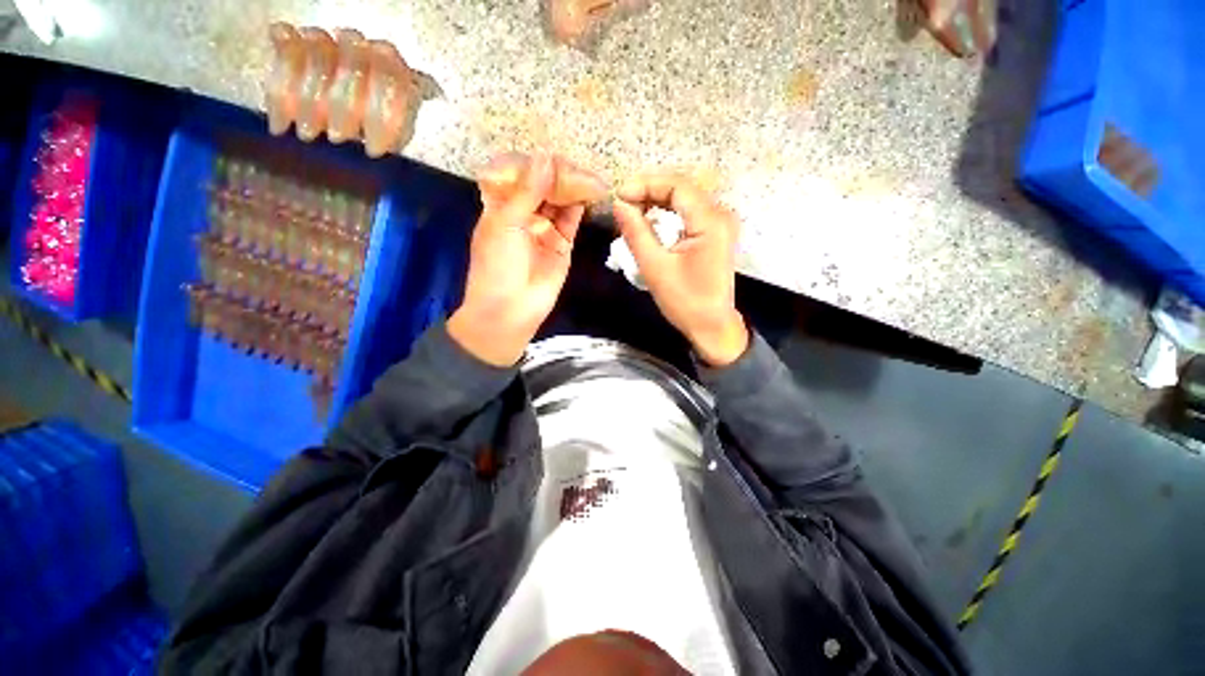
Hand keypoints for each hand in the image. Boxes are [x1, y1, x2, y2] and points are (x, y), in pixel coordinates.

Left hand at [448, 154, 584, 366]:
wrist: (510, 311)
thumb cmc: (497, 266)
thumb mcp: (505, 224)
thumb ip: (527, 192)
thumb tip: (546, 157)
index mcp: (501, 206)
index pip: (519, 175)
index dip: (534, 164)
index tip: (551, 156)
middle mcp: (524, 214)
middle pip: (542, 186)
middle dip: (557, 175)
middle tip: (575, 167)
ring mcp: (545, 229)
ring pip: (559, 201)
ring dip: (571, 188)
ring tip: (586, 176)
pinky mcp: (563, 243)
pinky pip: (571, 220)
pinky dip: (579, 207)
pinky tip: (588, 193)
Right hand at [613, 172, 748, 366]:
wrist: (712, 326)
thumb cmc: (685, 302)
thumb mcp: (655, 268)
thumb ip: (636, 233)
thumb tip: (619, 204)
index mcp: (711, 221)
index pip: (677, 185)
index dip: (645, 184)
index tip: (619, 196)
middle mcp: (721, 215)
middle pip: (682, 188)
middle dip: (649, 191)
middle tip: (622, 204)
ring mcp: (720, 224)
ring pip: (684, 199)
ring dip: (656, 200)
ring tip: (631, 211)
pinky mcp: (715, 234)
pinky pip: (688, 212)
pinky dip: (667, 213)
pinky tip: (650, 221)